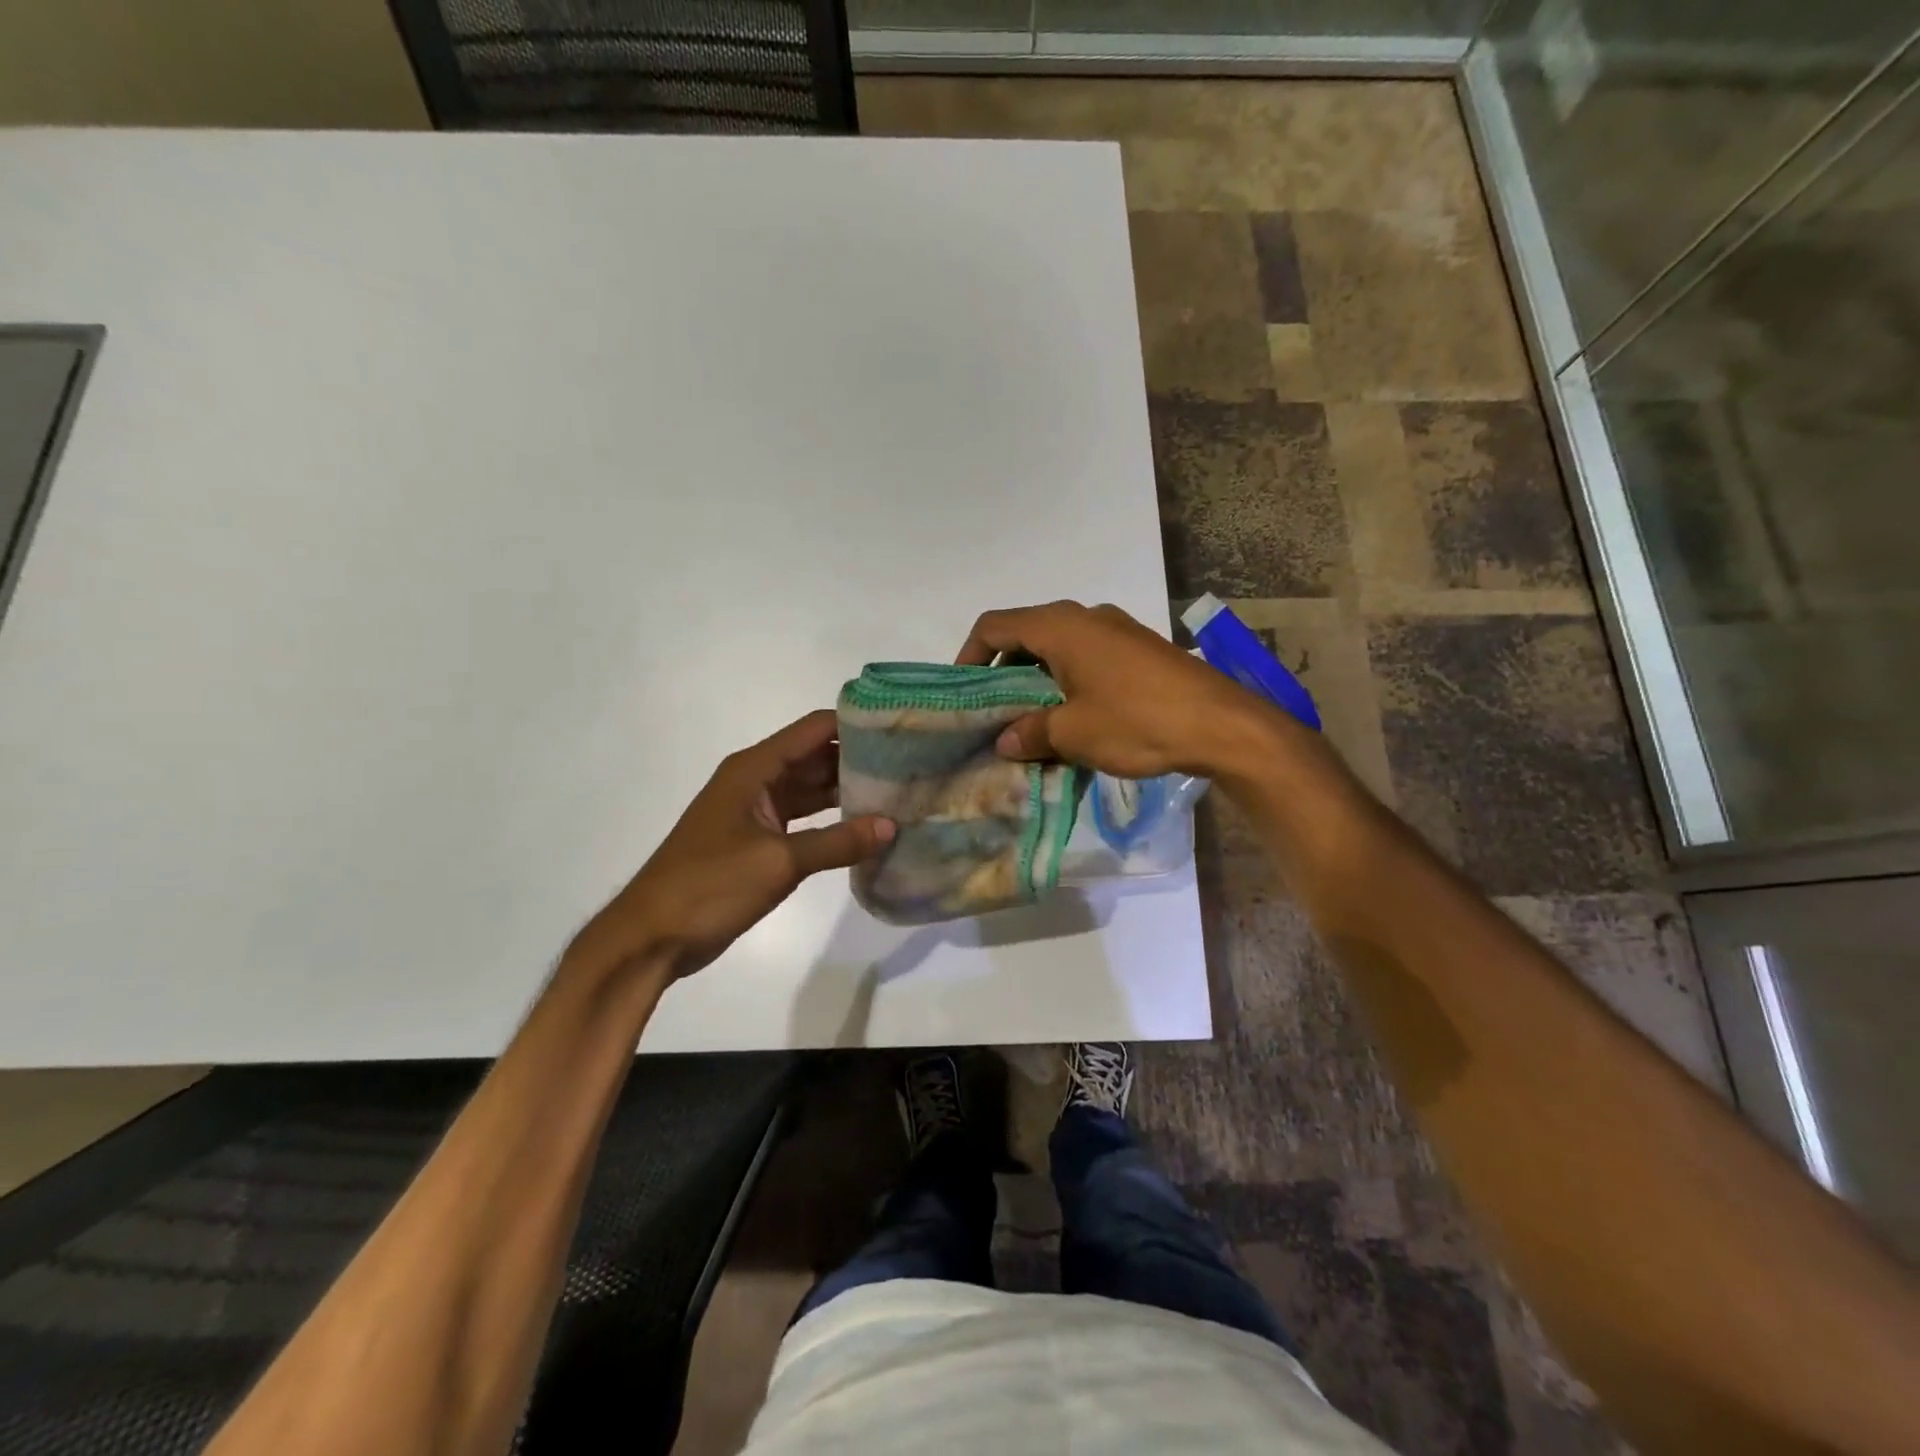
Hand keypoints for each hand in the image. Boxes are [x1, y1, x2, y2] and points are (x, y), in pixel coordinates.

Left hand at [570, 710, 893, 980]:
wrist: (653, 936)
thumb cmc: (709, 886)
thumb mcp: (779, 861)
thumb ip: (838, 843)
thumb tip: (891, 826)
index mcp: (754, 769)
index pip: (813, 730)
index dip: (855, 724)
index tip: (899, 728)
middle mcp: (756, 780)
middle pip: (815, 757)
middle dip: (859, 758)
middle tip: (910, 764)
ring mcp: (756, 811)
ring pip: (811, 789)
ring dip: (848, 791)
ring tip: (898, 792)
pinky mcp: (758, 840)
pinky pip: (804, 819)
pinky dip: (832, 821)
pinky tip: (866, 827)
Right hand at [956, 601, 1291, 778]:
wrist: (1222, 724)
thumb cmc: (1137, 720)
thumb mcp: (1073, 733)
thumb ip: (1030, 733)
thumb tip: (1003, 742)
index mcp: (1060, 626)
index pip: (994, 626)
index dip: (969, 655)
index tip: (963, 693)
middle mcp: (1085, 617)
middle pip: (1025, 635)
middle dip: (1003, 674)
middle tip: (993, 714)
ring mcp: (1115, 630)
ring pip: (1057, 649)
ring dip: (1036, 682)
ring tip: (1030, 724)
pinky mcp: (1138, 650)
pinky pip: (1086, 658)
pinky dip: (1067, 682)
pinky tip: (1072, 720)